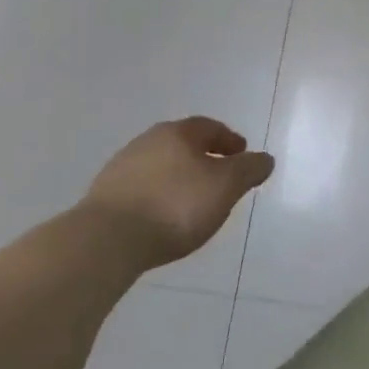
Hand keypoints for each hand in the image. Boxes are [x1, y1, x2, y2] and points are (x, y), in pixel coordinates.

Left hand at [77, 117, 274, 269]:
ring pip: (160, 166)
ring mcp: (121, 168)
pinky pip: (141, 189)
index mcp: (178, 133)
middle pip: (182, 144)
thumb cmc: (175, 206)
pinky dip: (157, 196)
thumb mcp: (226, 186)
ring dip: (178, 177)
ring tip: (191, 201)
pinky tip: (161, 217)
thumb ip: (249, 170)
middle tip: (218, 175)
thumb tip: (265, 159)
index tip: (241, 154)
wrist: (106, 241)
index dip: (229, 140)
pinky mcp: (103, 197)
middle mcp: (148, 141)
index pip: (210, 127)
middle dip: (202, 157)